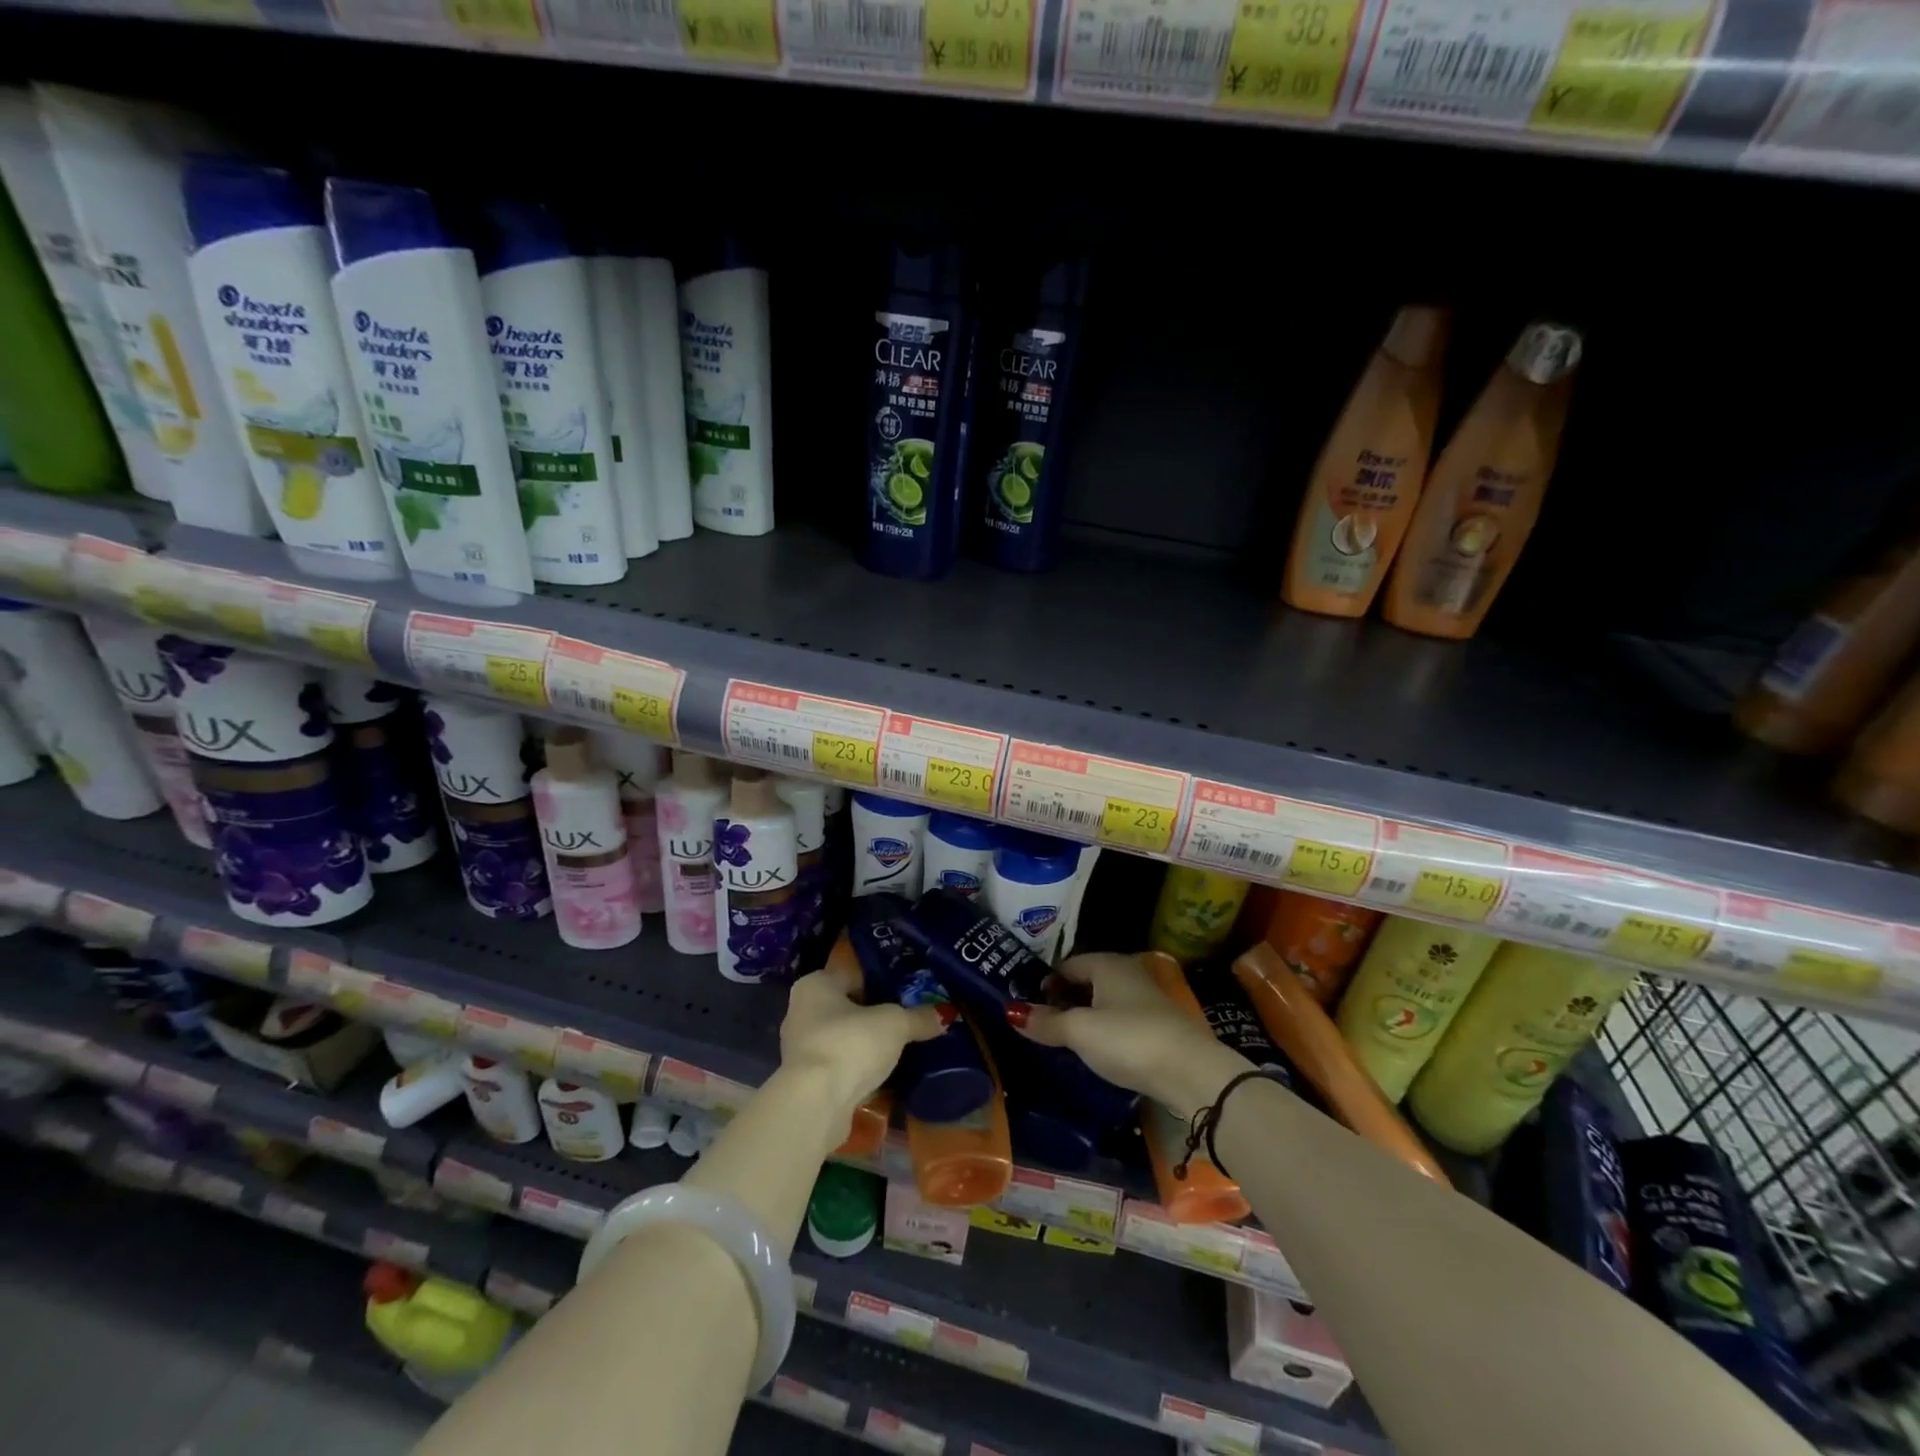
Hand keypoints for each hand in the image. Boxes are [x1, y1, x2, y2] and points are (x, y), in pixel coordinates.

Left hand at [779, 964, 946, 1119]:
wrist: (815, 1105)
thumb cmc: (850, 1044)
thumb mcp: (894, 1025)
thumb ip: (919, 1018)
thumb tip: (946, 1014)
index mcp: (815, 985)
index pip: (852, 974)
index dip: (880, 980)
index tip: (907, 989)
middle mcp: (802, 1012)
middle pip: (848, 1008)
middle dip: (875, 1016)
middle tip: (909, 1018)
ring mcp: (802, 1050)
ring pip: (844, 1040)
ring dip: (867, 1046)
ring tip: (901, 1049)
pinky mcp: (807, 1083)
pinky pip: (841, 1068)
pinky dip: (860, 1071)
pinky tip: (885, 1076)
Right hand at [1011, 952, 1251, 1118]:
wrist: (1192, 1072)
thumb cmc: (1129, 1040)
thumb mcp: (1080, 1031)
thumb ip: (1046, 1022)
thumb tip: (1012, 1011)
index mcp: (1106, 963)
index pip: (1066, 965)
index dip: (1046, 984)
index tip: (1030, 1009)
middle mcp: (1127, 972)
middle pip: (1086, 981)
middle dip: (1065, 1000)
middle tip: (1044, 1027)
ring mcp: (1146, 998)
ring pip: (1105, 1002)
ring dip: (1086, 1018)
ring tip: (1067, 1042)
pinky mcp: (1159, 1025)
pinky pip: (1121, 1020)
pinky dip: (1106, 1031)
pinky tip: (1100, 1052)